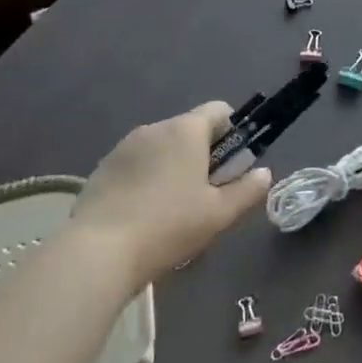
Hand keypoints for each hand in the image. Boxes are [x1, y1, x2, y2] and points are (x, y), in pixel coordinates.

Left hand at [71, 102, 270, 286]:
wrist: (98, 252)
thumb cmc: (168, 226)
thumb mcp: (219, 214)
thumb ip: (247, 190)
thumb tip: (263, 173)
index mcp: (186, 131)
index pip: (219, 110)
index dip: (233, 133)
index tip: (232, 166)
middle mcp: (155, 128)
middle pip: (189, 130)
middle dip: (202, 155)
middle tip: (205, 196)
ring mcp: (124, 146)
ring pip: (161, 148)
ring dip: (173, 167)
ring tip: (171, 211)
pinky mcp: (102, 167)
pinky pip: (136, 164)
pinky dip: (146, 179)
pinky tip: (142, 215)